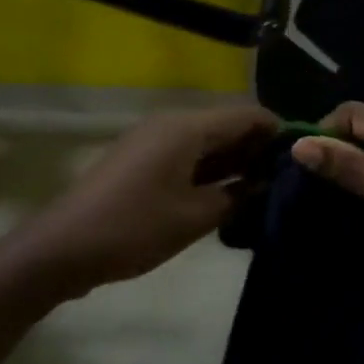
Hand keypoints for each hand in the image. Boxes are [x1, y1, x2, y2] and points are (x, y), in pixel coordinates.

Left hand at [23, 105, 278, 298]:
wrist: (61, 249)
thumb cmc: (133, 228)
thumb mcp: (194, 217)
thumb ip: (236, 197)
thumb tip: (263, 183)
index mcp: (187, 128)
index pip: (247, 114)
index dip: (277, 131)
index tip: (302, 158)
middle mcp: (172, 124)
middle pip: (227, 124)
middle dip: (258, 148)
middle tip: (287, 179)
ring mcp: (153, 141)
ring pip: (207, 141)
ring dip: (234, 161)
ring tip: (264, 190)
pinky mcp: (142, 161)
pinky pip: (187, 155)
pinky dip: (210, 170)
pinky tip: (228, 195)